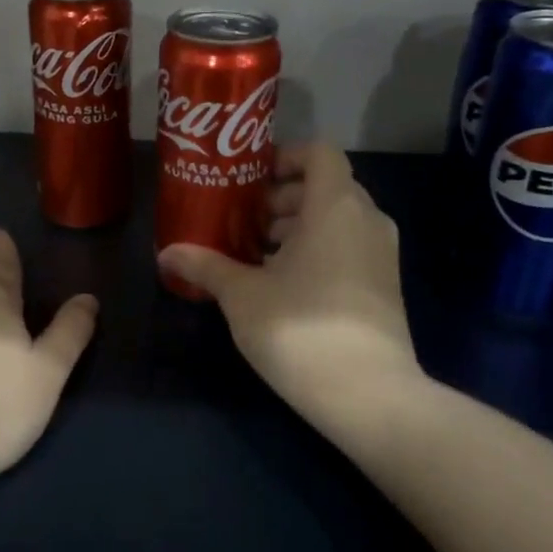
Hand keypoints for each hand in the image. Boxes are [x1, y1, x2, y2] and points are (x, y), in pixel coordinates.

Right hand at [158, 143, 425, 444]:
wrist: (370, 398)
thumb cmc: (301, 328)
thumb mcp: (242, 295)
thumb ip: (206, 266)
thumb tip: (166, 253)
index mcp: (335, 207)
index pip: (319, 153)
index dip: (285, 157)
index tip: (251, 179)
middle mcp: (366, 220)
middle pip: (325, 187)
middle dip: (282, 198)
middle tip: (243, 220)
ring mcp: (382, 255)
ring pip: (337, 220)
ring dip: (297, 227)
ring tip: (255, 253)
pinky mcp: (385, 287)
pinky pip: (349, 247)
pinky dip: (318, 250)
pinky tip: (282, 284)